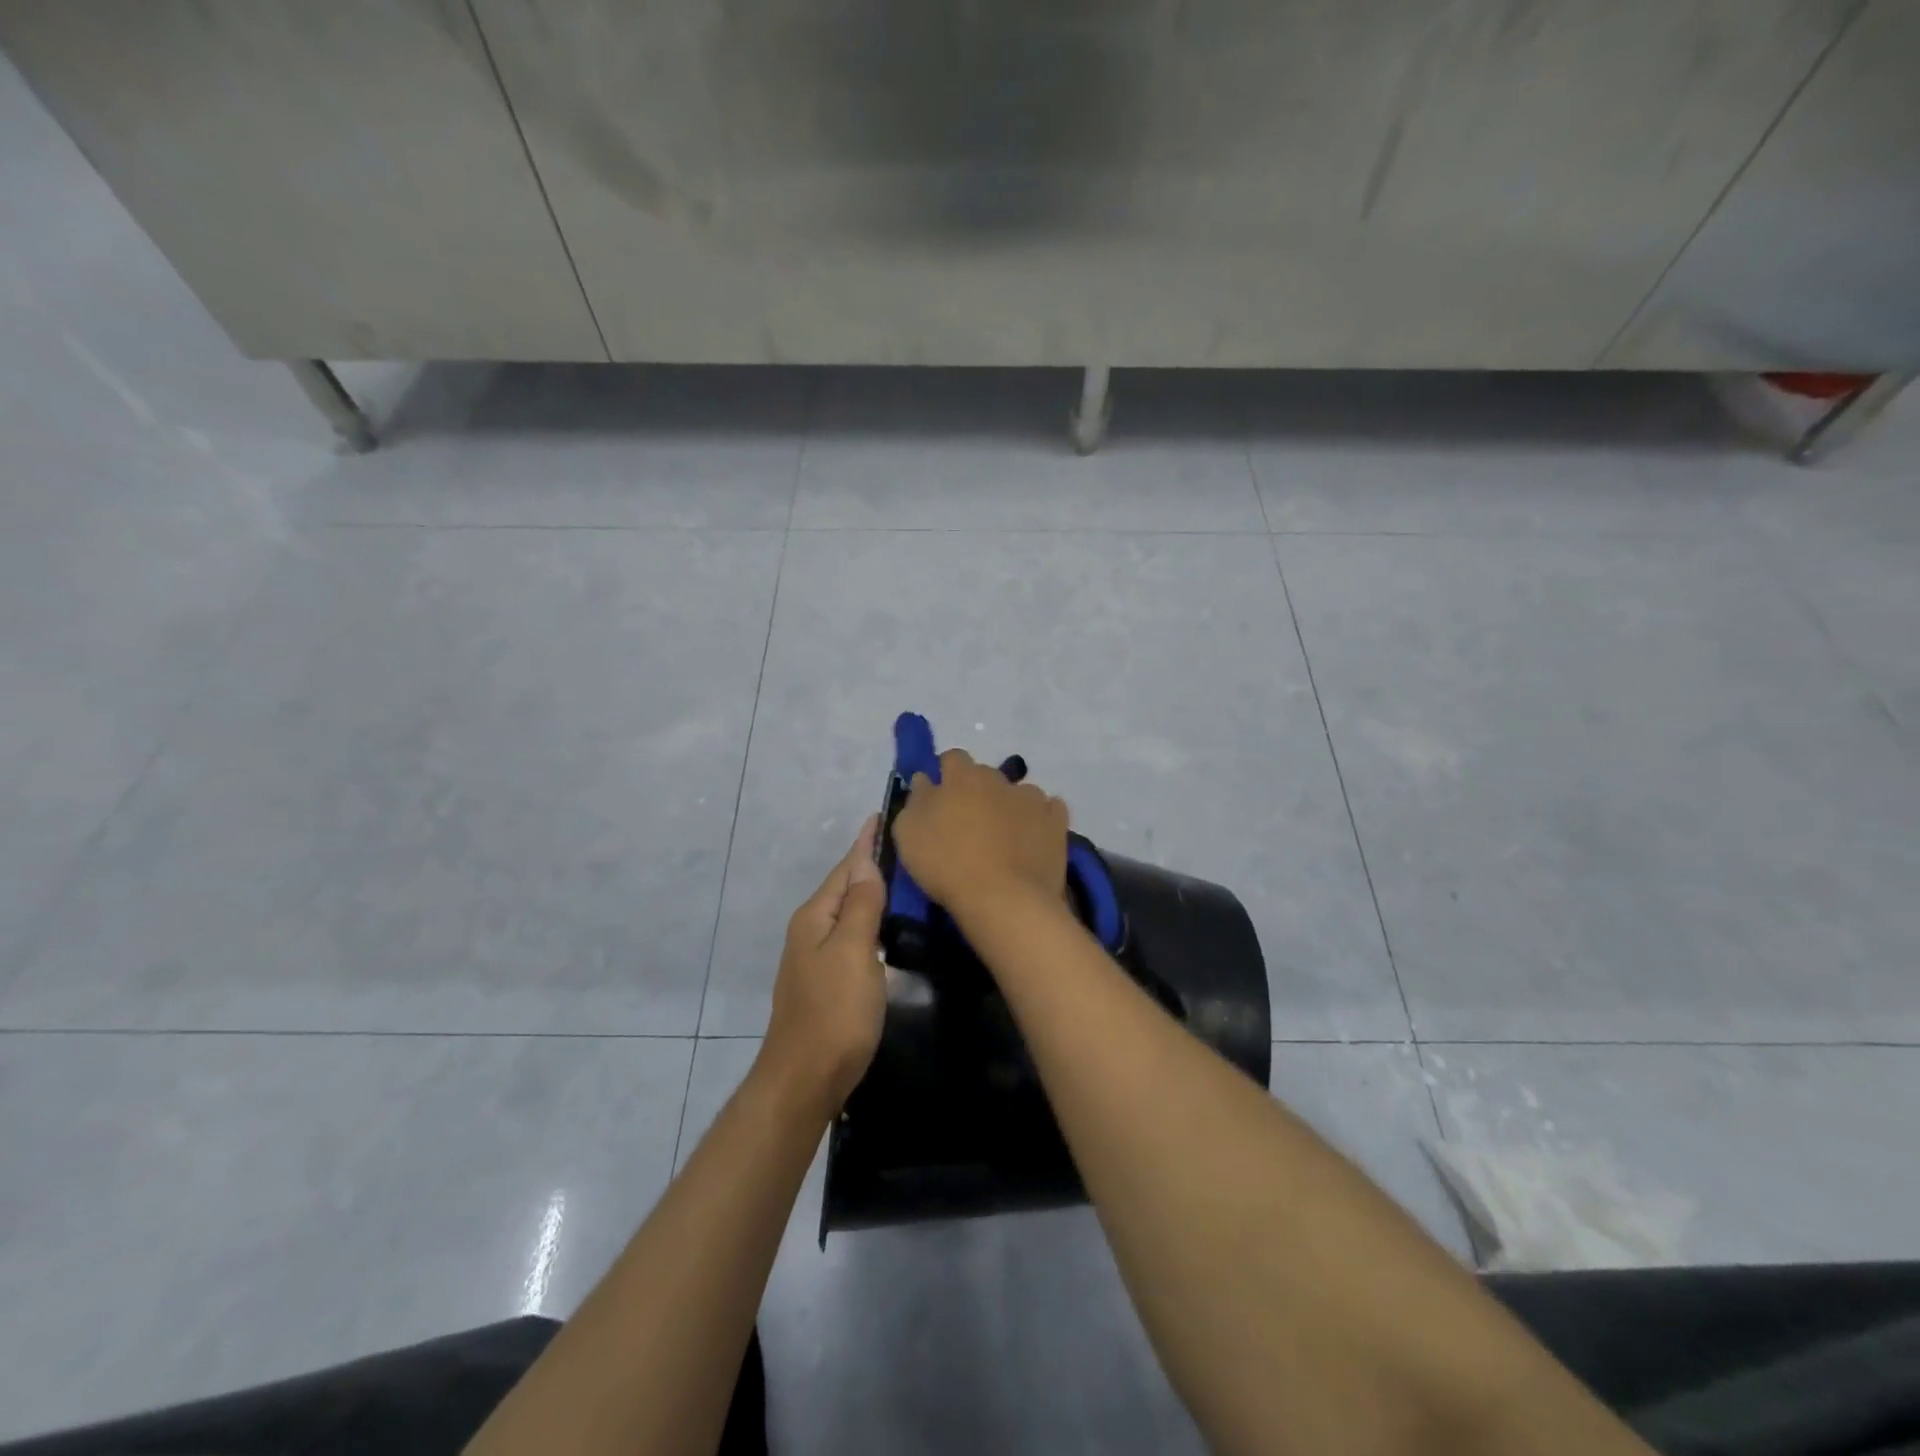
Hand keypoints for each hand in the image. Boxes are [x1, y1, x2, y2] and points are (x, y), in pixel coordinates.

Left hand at [761, 815, 887, 1115]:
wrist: (805, 1080)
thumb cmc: (834, 1013)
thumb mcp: (852, 952)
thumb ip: (860, 906)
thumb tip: (866, 862)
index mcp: (815, 917)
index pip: (846, 867)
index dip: (865, 842)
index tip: (882, 814)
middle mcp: (810, 930)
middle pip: (844, 886)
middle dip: (869, 863)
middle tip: (904, 842)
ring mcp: (815, 958)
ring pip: (848, 912)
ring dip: (871, 891)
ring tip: (901, 876)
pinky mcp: (827, 982)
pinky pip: (851, 935)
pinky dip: (870, 920)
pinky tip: (887, 925)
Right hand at [891, 748, 1069, 920]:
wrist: (1003, 899)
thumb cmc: (947, 864)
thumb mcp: (908, 832)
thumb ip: (916, 799)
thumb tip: (925, 780)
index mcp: (962, 777)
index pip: (952, 758)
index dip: (945, 774)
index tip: (940, 796)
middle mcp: (999, 779)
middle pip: (985, 775)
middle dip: (977, 792)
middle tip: (969, 823)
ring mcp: (1032, 799)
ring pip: (1019, 793)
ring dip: (1010, 806)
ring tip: (1004, 837)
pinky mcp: (1057, 822)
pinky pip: (1049, 810)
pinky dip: (1040, 820)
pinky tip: (1033, 840)